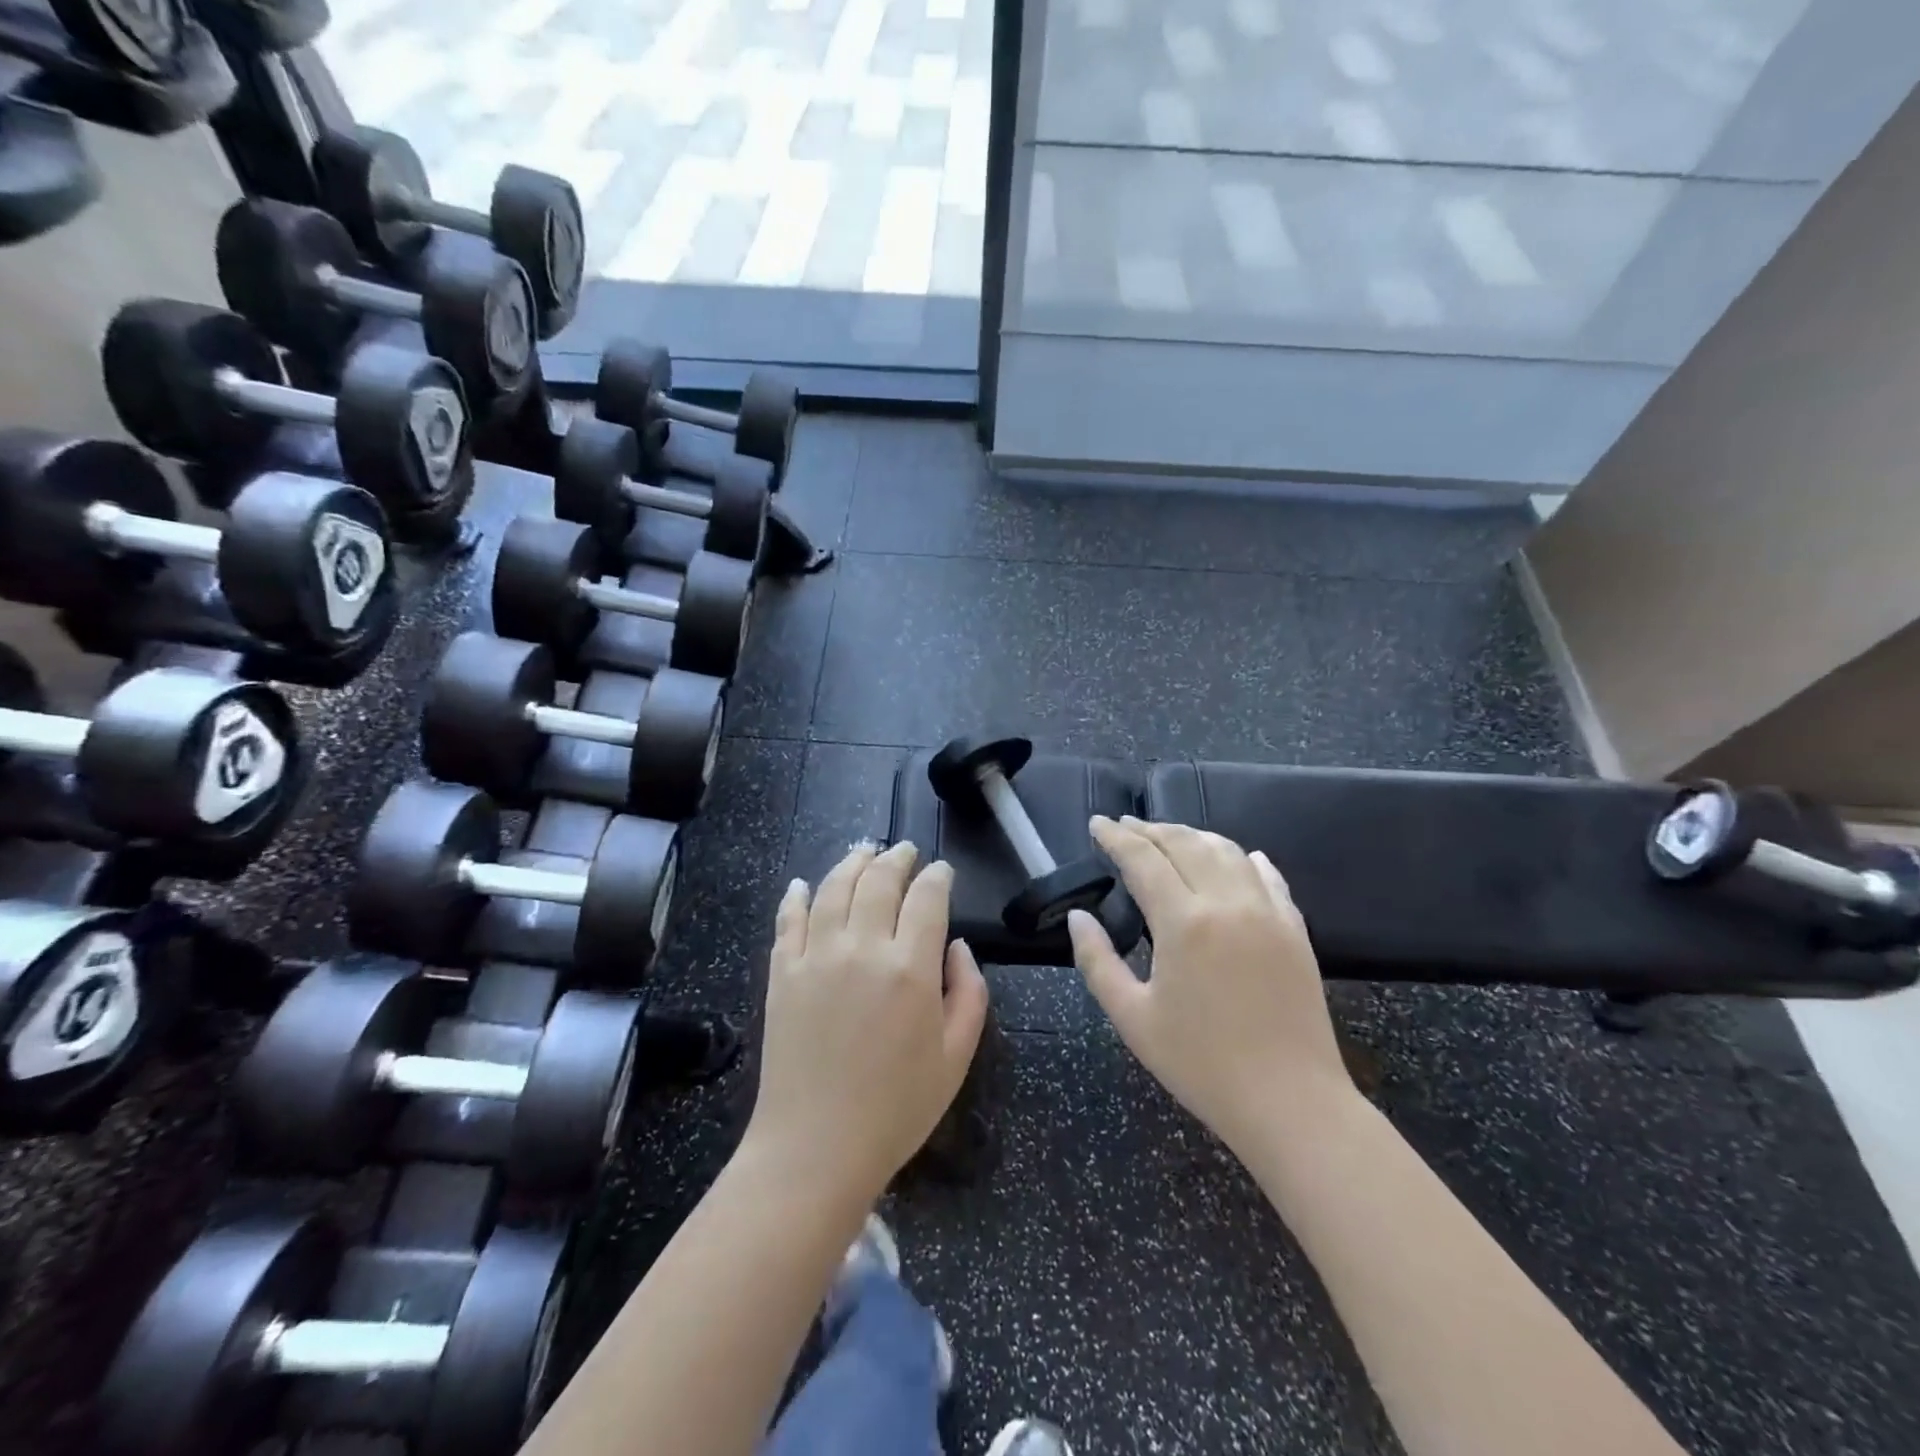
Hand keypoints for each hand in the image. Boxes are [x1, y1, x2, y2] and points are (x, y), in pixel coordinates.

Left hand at [746, 840, 989, 1204]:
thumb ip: (968, 993)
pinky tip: (804, 885)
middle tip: (905, 851)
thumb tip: (958, 946)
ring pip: (835, 888)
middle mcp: (863, 948)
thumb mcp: (956, 1057)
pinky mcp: (782, 973)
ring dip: (852, 863)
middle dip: (897, 858)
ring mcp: (816, 956)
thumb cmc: (896, 1108)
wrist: (815, 1147)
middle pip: (879, 881)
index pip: (927, 898)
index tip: (941, 871)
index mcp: (910, 968)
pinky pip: (789, 920)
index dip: (937, 876)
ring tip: (863, 851)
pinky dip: (798, 896)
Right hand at [1069, 816, 1354, 1155]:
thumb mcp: (1132, 1018)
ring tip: (1169, 836)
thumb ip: (1097, 961)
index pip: (1143, 859)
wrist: (1292, 1103)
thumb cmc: (1201, 1064)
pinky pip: (1268, 876)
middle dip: (1150, 829)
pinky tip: (1237, 857)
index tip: (1097, 823)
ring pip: (1227, 851)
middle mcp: (1227, 903)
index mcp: (1184, 922)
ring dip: (1193, 835)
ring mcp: (1268, 912)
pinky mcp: (1295, 929)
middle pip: (1184, 844)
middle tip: (1124, 826)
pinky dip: (1243, 858)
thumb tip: (1078, 917)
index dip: (1116, 837)